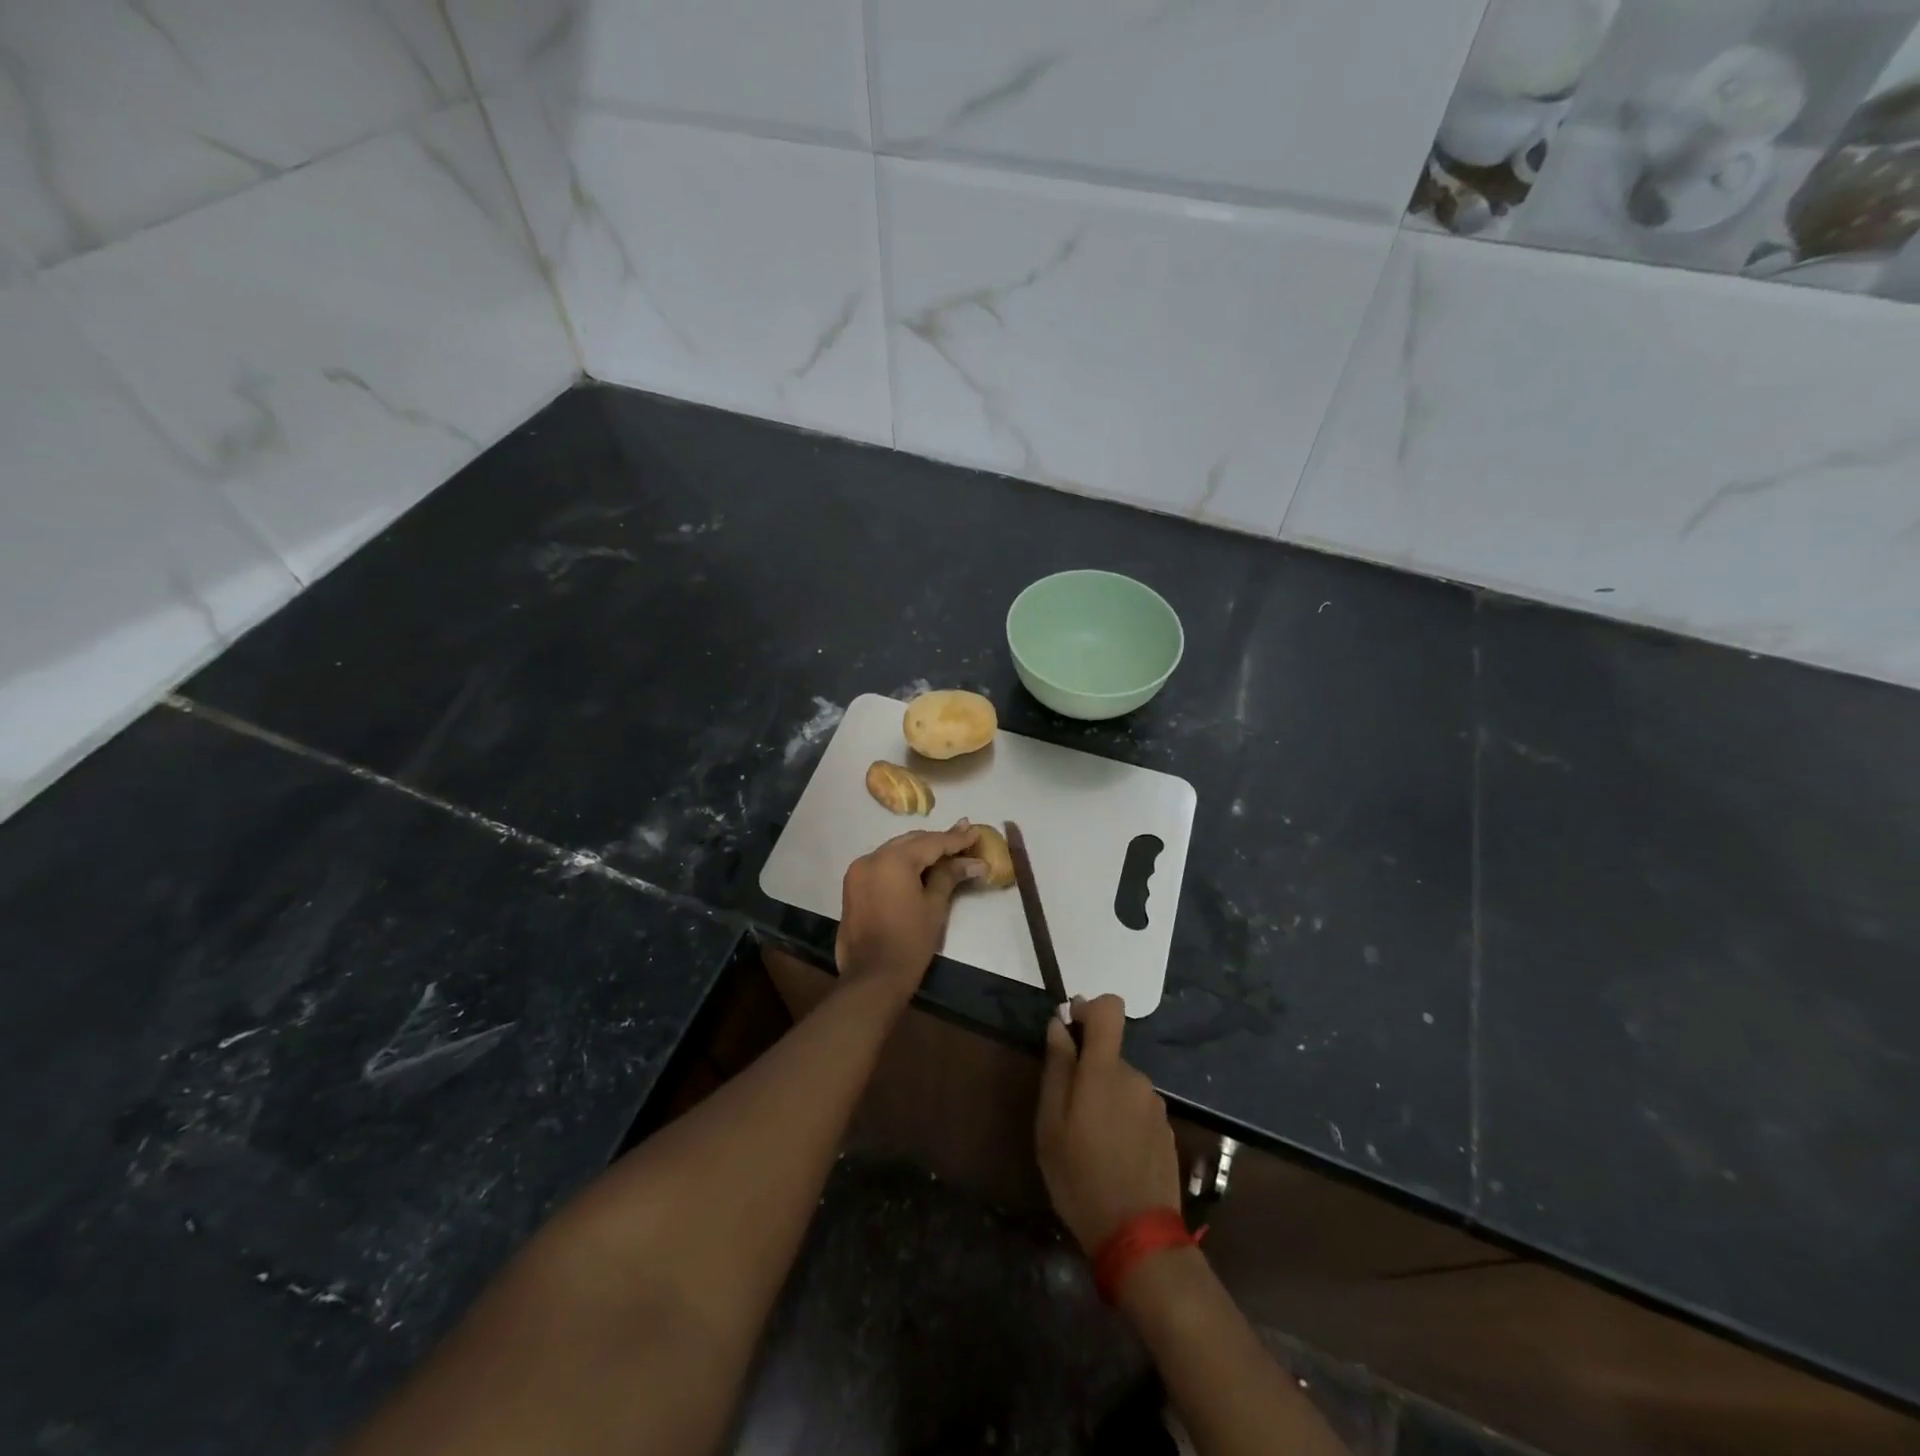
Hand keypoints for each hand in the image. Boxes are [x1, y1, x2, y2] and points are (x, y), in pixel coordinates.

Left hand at [835, 820, 986, 997]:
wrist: (872, 977)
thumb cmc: (909, 942)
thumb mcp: (934, 906)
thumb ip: (950, 876)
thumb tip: (975, 862)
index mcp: (893, 860)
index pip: (931, 843)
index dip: (955, 838)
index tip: (974, 830)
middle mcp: (872, 858)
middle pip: (911, 842)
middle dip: (938, 840)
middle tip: (964, 836)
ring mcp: (858, 871)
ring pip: (895, 851)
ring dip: (920, 850)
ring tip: (946, 849)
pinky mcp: (853, 886)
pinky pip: (882, 864)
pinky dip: (902, 863)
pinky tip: (920, 866)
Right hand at [1035, 995, 1180, 1253]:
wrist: (1139, 1237)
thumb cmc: (1081, 1177)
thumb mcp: (1051, 1124)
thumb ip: (1057, 1068)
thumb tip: (1059, 1024)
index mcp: (1105, 1070)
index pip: (1110, 1009)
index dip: (1089, 1009)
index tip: (1070, 1028)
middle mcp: (1136, 1078)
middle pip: (1109, 1055)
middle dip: (1088, 1072)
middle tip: (1067, 1114)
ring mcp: (1155, 1106)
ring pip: (1122, 1085)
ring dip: (1105, 1099)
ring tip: (1089, 1142)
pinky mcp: (1166, 1131)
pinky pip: (1137, 1109)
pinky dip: (1122, 1120)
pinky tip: (1113, 1156)